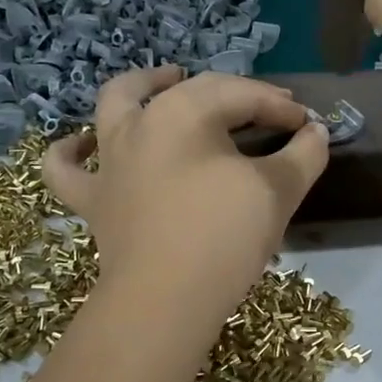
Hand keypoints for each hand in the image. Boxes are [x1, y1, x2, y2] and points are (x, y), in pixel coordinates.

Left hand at [43, 67, 329, 321]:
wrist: (166, 300)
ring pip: (116, 103)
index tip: (308, 123)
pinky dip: (72, 151)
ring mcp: (109, 159)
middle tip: (267, 110)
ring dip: (144, 85)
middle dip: (235, 94)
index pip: (243, 95)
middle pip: (191, 91)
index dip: (281, 105)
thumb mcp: (278, 191)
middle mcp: (139, 122)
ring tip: (169, 81)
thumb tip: (315, 132)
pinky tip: (84, 143)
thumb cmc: (225, 236)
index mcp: (185, 112)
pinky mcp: (92, 198)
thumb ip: (304, 154)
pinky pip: (66, 167)